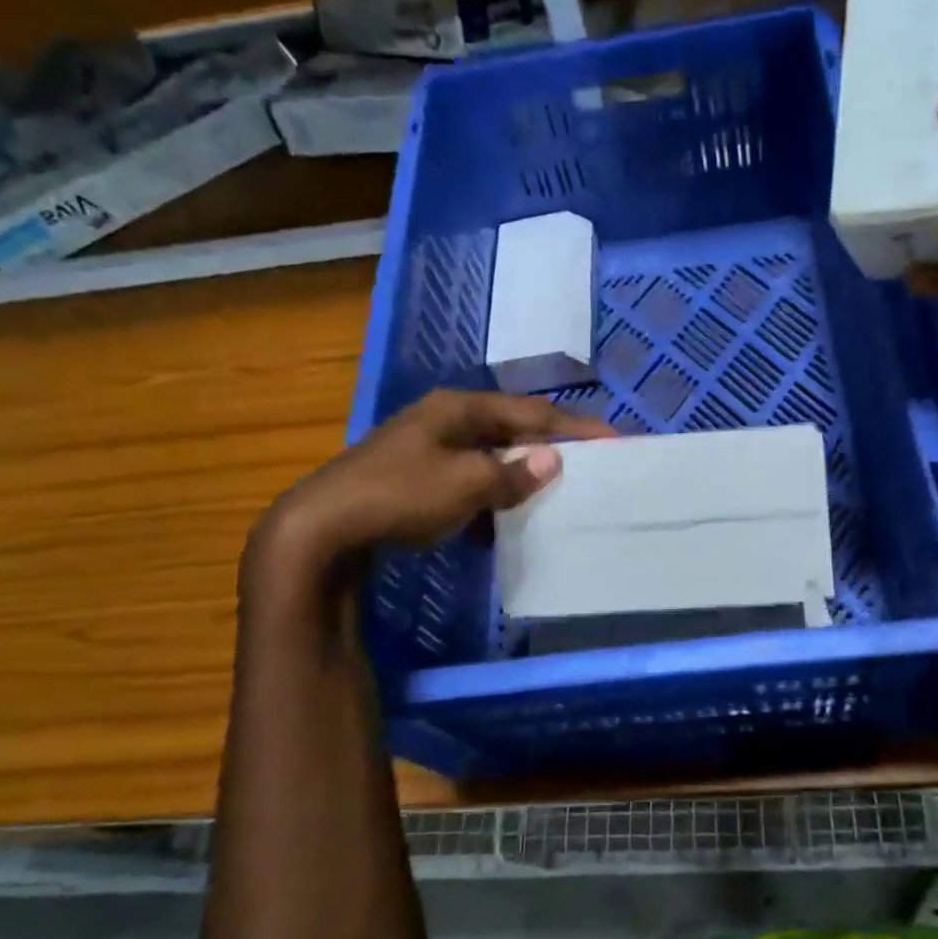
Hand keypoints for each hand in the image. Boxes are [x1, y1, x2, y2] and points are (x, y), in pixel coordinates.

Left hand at [250, 389, 615, 583]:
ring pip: (491, 457)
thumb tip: (552, 459)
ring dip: (522, 475)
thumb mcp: (465, 483)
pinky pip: (470, 483)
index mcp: (460, 409)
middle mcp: (445, 421)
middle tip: (592, 466)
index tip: (616, 440)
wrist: (321, 530)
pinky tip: (506, 521)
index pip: (533, 412)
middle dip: (551, 448)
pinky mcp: (415, 480)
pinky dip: (494, 498)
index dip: (576, 428)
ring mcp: (427, 450)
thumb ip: (513, 473)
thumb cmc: (400, 496)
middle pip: (513, 430)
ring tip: (558, 495)